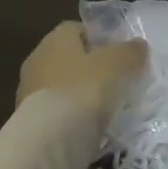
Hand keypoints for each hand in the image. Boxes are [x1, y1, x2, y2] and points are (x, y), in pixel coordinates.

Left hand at [17, 21, 148, 121]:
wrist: (49, 140)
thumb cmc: (84, 89)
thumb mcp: (117, 64)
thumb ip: (130, 51)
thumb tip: (138, 45)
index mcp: (55, 39)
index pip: (77, 29)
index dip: (100, 39)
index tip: (120, 55)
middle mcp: (37, 60)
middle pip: (69, 58)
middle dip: (91, 69)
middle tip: (117, 82)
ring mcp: (29, 93)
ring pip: (63, 87)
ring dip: (81, 95)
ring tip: (107, 110)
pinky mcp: (30, 122)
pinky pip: (58, 113)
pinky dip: (73, 118)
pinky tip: (91, 129)